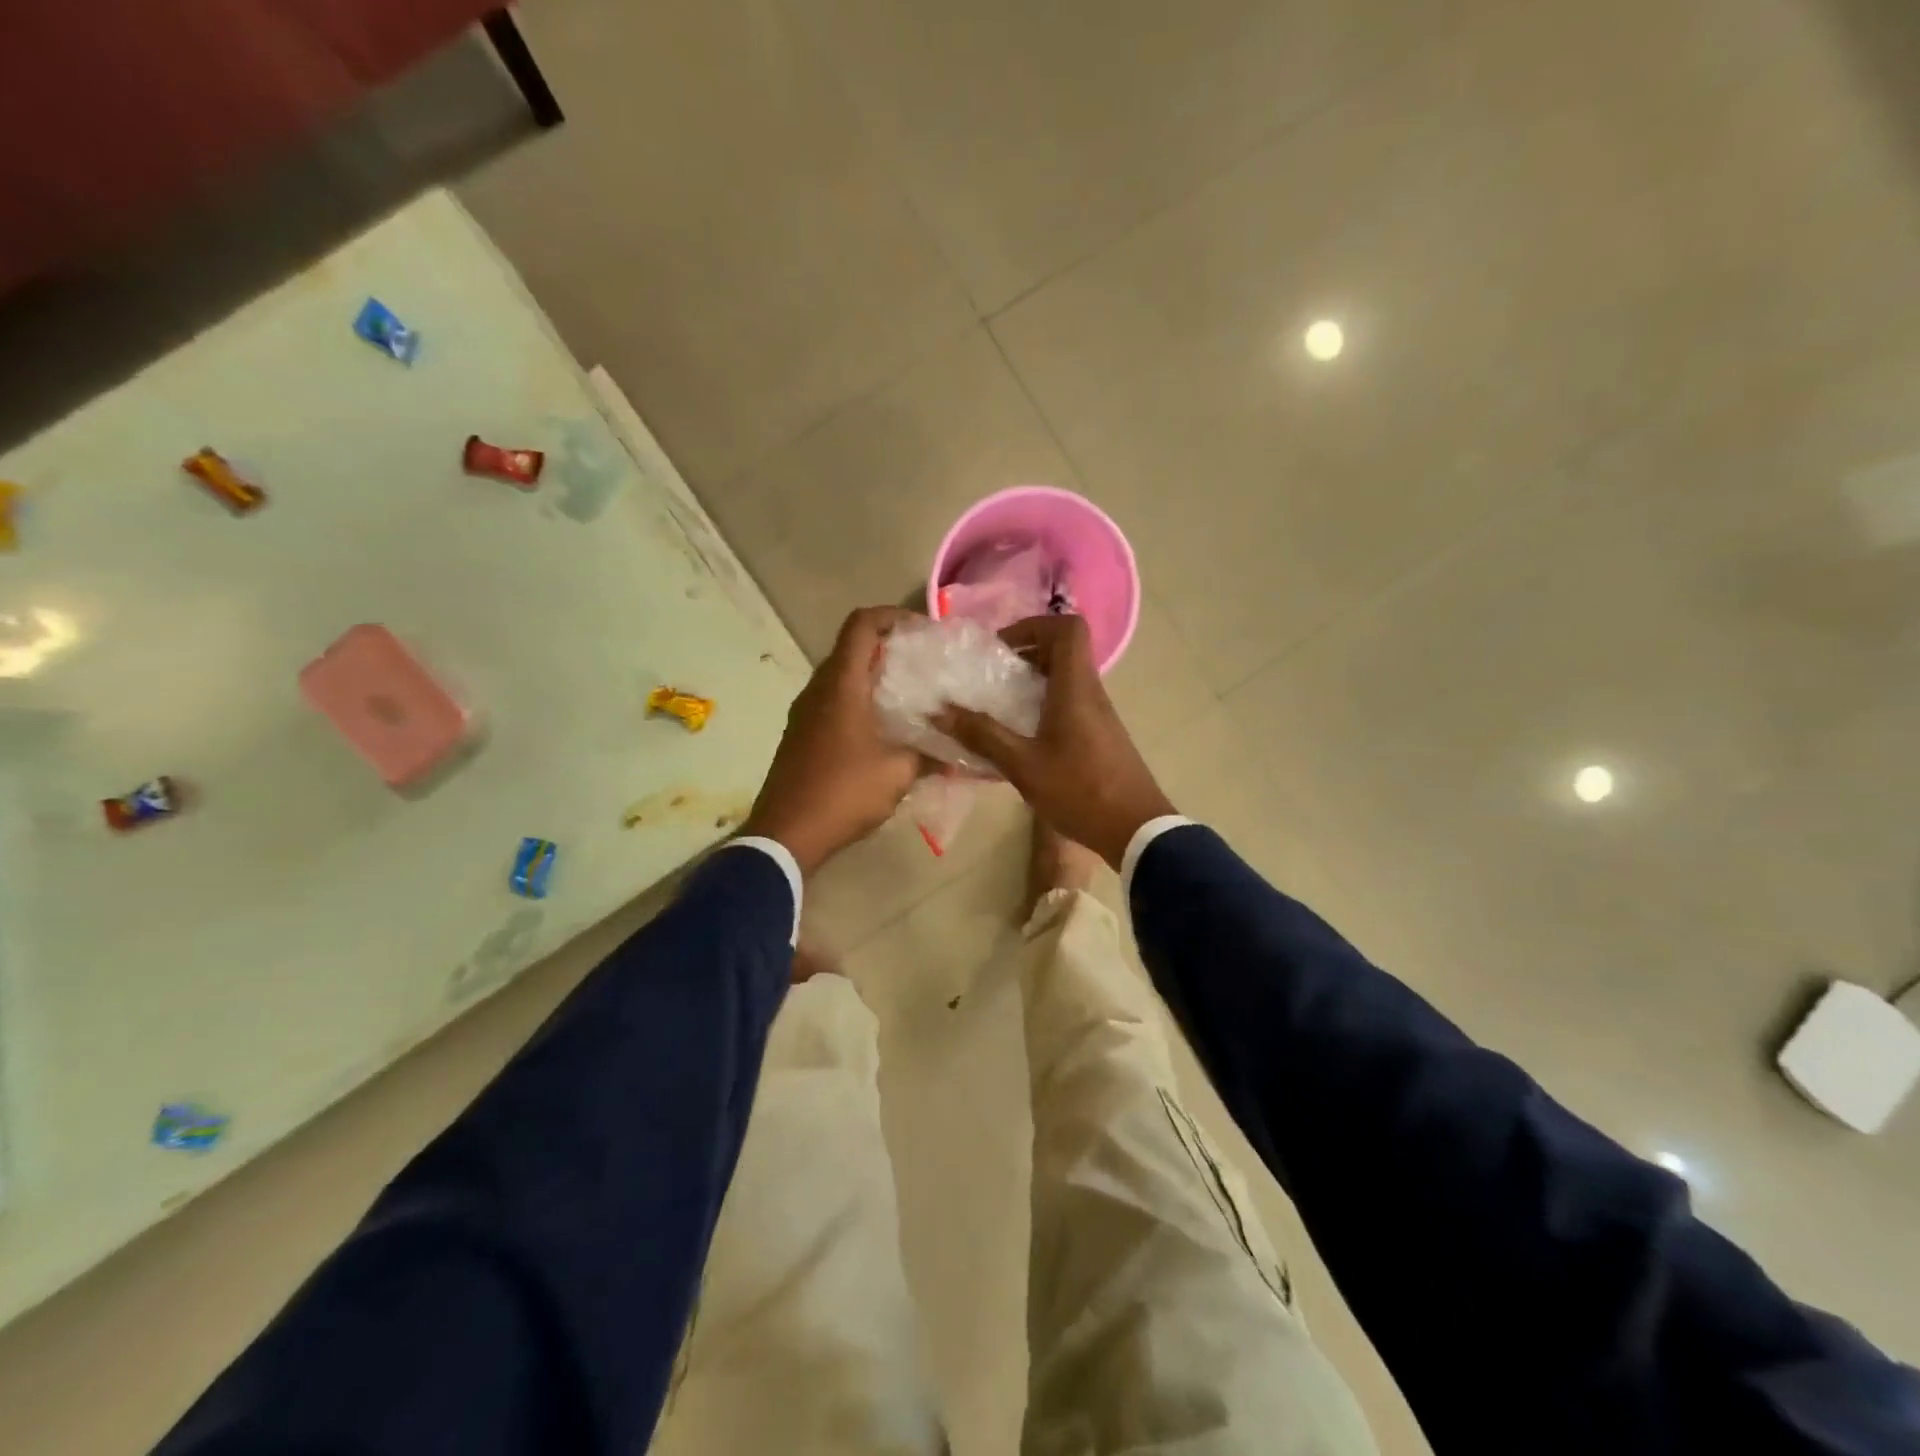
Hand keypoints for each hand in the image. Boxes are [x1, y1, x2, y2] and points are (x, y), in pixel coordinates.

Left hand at [740, 607, 926, 875]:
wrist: (786, 834)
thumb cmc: (843, 793)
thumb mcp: (898, 773)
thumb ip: (929, 754)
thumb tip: (955, 752)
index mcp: (841, 685)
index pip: (861, 625)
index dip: (892, 616)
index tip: (922, 631)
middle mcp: (818, 690)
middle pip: (851, 648)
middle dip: (888, 648)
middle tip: (924, 663)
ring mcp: (805, 713)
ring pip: (841, 677)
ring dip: (873, 677)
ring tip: (910, 695)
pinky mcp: (801, 735)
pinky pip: (833, 702)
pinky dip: (859, 701)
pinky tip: (883, 728)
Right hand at [935, 614, 1174, 868]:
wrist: (1135, 829)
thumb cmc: (1080, 791)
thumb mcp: (1023, 765)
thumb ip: (982, 735)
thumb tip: (940, 711)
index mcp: (1075, 688)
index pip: (1067, 628)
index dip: (1033, 625)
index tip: (1002, 648)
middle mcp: (1091, 692)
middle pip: (1064, 650)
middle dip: (1025, 653)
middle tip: (992, 676)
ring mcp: (1099, 714)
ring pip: (1066, 678)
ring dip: (1033, 681)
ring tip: (999, 705)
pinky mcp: (1100, 735)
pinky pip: (1070, 702)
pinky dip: (1044, 704)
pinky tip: (1021, 736)